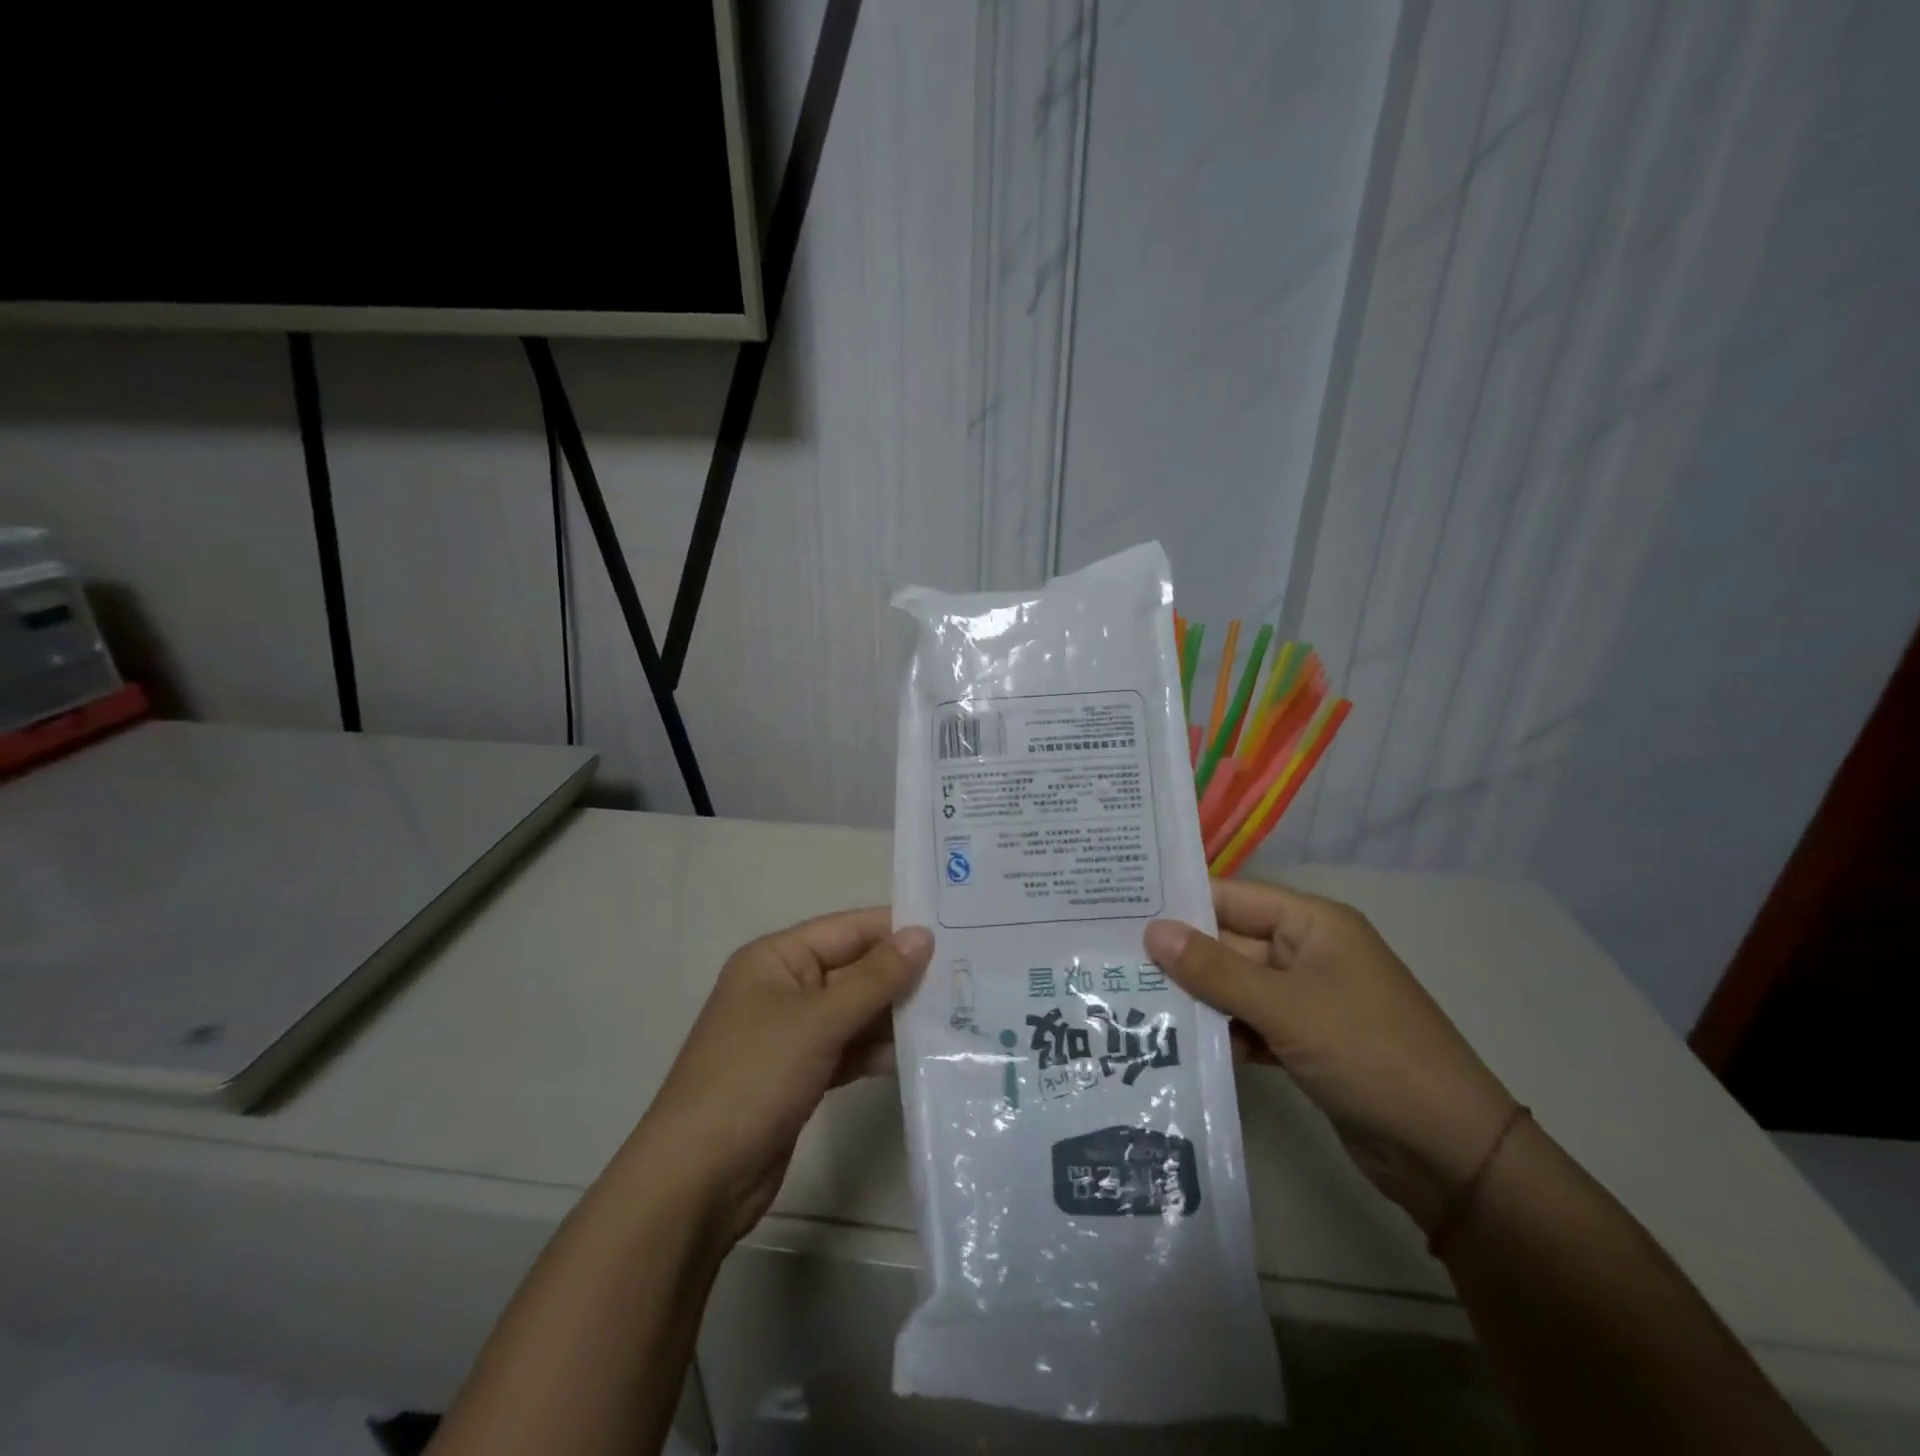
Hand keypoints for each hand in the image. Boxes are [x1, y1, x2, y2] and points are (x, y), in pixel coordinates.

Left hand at [631, 909, 932, 1243]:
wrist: (697, 1180)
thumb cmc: (754, 1078)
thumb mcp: (819, 1020)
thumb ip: (875, 977)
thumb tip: (923, 934)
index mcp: (777, 958)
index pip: (848, 928)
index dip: (897, 929)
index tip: (955, 931)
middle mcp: (784, 986)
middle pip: (854, 969)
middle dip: (902, 975)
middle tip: (966, 977)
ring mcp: (792, 1033)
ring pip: (855, 1011)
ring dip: (895, 1015)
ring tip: (954, 1015)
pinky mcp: (801, 1073)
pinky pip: (848, 1047)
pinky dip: (876, 1050)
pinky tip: (917, 1055)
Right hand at [1144, 879, 1515, 1233]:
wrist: (1449, 1154)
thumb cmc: (1369, 1054)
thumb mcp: (1285, 1007)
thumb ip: (1214, 970)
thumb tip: (1152, 931)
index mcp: (1312, 924)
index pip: (1232, 897)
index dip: (1181, 902)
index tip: (1120, 909)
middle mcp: (1307, 953)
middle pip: (1229, 943)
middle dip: (1180, 957)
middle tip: (1112, 962)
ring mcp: (1307, 1000)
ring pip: (1236, 987)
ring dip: (1196, 999)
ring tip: (1131, 1003)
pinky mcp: (1305, 1043)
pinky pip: (1251, 1024)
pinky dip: (1223, 1033)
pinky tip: (1178, 1045)